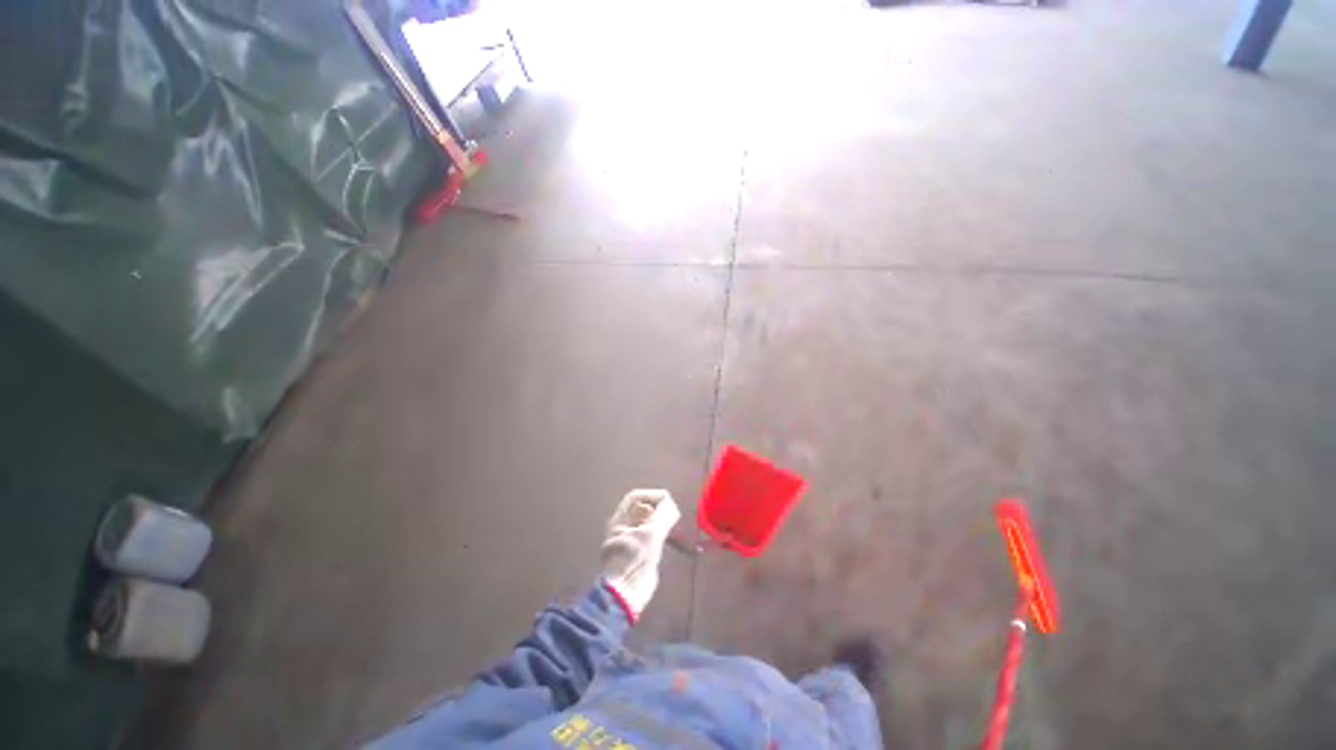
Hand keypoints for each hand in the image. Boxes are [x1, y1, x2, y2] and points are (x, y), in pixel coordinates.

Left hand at [601, 490, 680, 621]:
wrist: (627, 594)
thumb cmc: (635, 560)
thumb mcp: (650, 534)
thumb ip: (662, 516)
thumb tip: (671, 505)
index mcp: (620, 520)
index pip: (635, 497)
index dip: (652, 495)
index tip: (667, 501)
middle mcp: (624, 527)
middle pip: (642, 509)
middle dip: (658, 508)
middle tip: (672, 513)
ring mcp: (631, 540)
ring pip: (648, 523)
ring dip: (662, 521)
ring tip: (674, 526)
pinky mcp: (640, 553)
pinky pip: (652, 536)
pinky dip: (662, 534)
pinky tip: (672, 541)